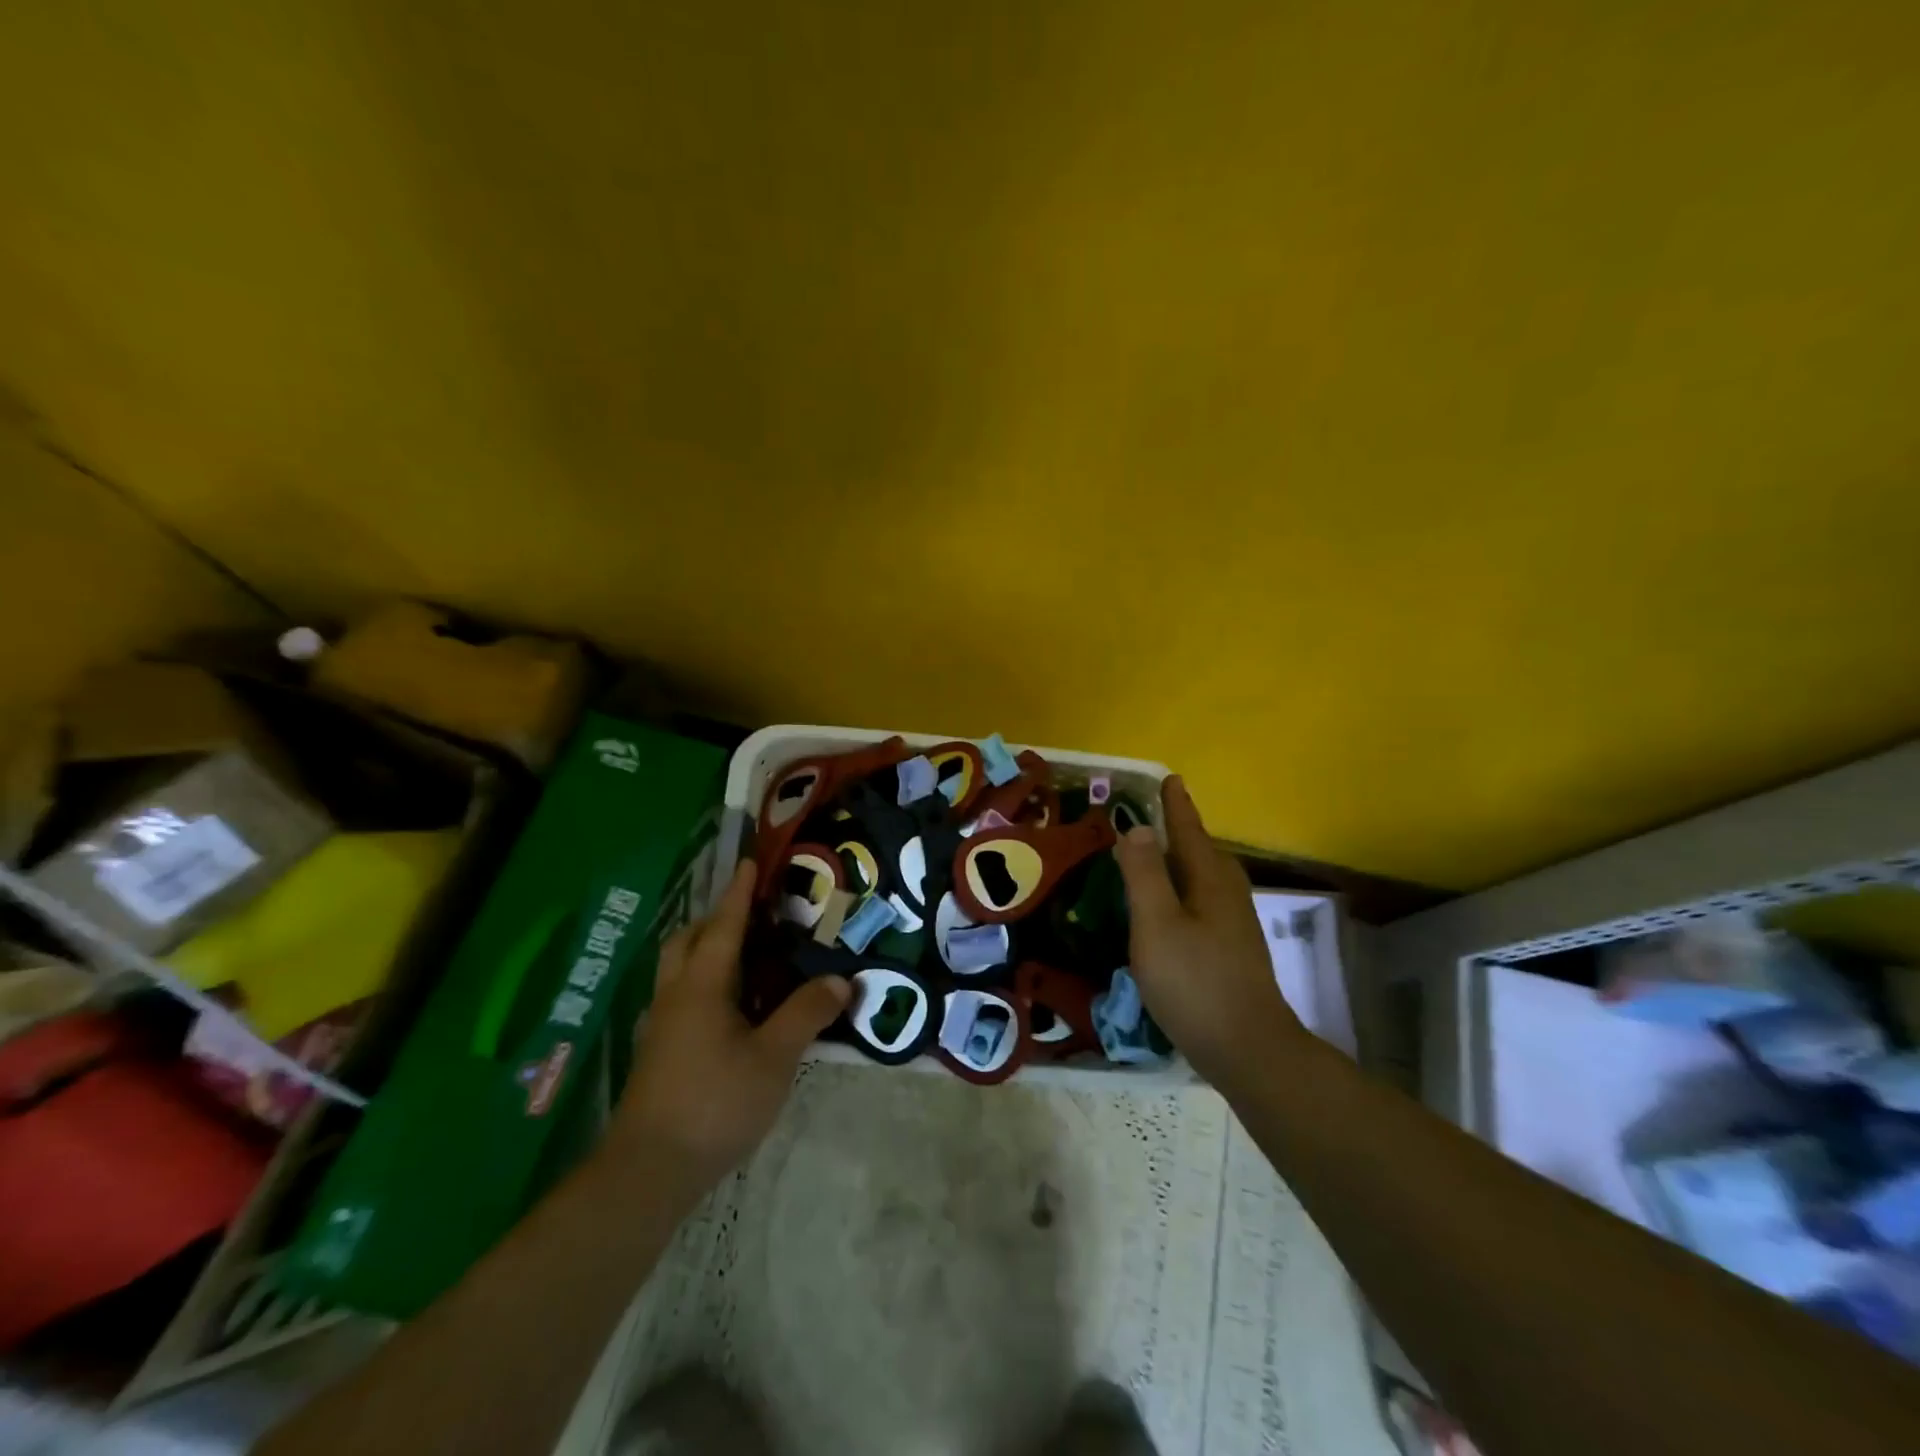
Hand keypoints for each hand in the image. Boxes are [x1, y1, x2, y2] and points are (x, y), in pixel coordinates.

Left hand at [605, 861, 849, 1200]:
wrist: (648, 1170)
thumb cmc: (715, 1102)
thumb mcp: (774, 1057)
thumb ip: (807, 1013)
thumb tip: (840, 979)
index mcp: (702, 984)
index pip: (724, 925)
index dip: (740, 893)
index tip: (750, 862)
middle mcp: (676, 994)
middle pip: (689, 939)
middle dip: (717, 918)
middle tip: (751, 913)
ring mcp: (662, 1024)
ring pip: (679, 968)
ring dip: (705, 948)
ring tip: (743, 955)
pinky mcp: (659, 1051)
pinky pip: (680, 994)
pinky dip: (702, 980)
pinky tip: (727, 1006)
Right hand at [1113, 775, 1302, 1085]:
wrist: (1248, 1049)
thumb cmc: (1195, 982)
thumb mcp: (1157, 924)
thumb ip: (1145, 875)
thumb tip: (1136, 829)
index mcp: (1210, 881)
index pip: (1190, 831)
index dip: (1176, 806)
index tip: (1170, 779)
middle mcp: (1229, 895)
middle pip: (1205, 851)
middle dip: (1184, 830)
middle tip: (1161, 813)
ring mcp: (1236, 926)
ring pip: (1209, 878)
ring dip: (1187, 860)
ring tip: (1164, 856)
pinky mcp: (1234, 951)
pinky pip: (1207, 901)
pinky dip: (1188, 889)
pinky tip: (1177, 909)